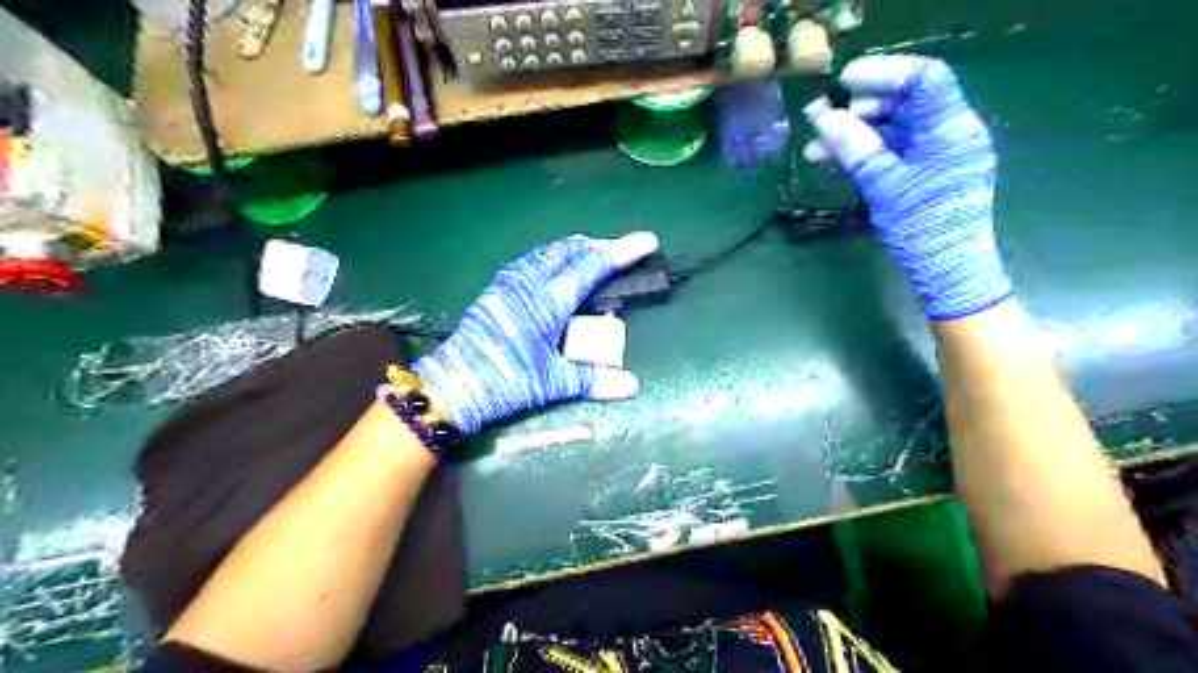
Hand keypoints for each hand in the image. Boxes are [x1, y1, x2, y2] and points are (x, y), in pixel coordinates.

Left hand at [413, 231, 654, 432]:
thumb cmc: (505, 381)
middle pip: (571, 251)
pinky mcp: (496, 289)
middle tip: (621, 252)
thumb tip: (632, 385)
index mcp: (548, 301)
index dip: (622, 252)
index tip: (646, 241)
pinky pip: (531, 260)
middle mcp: (529, 283)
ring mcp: (509, 283)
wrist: (453, 384)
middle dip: (600, 247)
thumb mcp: (552, 383)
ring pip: (548, 252)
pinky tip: (553, 267)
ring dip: (574, 249)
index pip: (592, 266)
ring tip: (592, 254)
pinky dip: (552, 257)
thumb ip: (593, 380)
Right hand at [803, 53, 1009, 316]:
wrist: (948, 272)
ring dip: (856, 133)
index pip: (924, 79)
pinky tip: (836, 159)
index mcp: (951, 129)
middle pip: (906, 102)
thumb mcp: (884, 186)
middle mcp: (951, 133)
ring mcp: (941, 153)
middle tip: (822, 120)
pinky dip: (867, 151)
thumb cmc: (921, 228)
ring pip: (896, 128)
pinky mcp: (930, 172)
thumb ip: (855, 147)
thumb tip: (824, 117)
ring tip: (817, 147)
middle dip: (861, 108)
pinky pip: (896, 149)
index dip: (884, 74)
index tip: (844, 83)